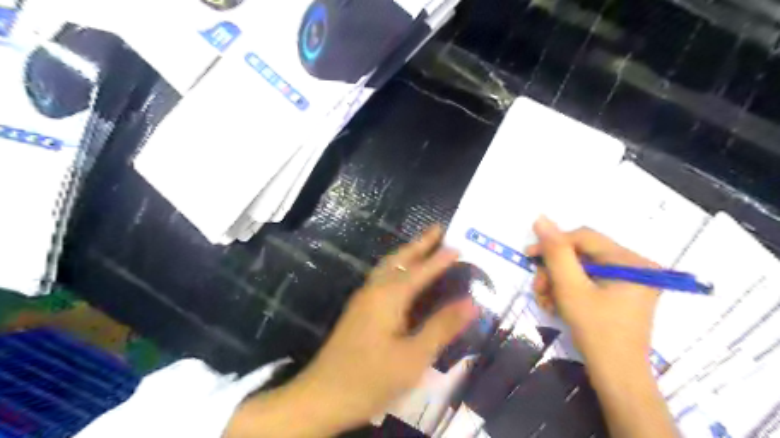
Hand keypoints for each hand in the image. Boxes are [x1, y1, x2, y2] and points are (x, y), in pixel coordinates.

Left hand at [284, 226, 474, 434]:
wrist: (321, 396)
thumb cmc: (371, 379)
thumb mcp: (414, 357)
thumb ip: (442, 327)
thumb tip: (472, 303)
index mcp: (388, 297)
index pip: (420, 271)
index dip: (440, 259)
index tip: (458, 245)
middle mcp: (374, 290)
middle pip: (399, 259)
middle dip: (419, 243)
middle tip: (437, 229)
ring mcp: (362, 299)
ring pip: (387, 266)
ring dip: (406, 253)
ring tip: (423, 246)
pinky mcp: (358, 311)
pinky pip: (381, 278)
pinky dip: (397, 268)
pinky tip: (402, 277)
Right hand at [527, 217, 659, 367]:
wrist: (617, 377)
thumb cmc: (597, 332)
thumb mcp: (571, 289)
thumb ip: (556, 252)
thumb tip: (541, 219)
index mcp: (631, 261)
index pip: (584, 237)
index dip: (553, 243)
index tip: (529, 256)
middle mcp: (634, 266)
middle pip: (581, 254)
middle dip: (554, 271)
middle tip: (539, 289)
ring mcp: (628, 281)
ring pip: (580, 268)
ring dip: (557, 282)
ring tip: (545, 301)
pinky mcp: (620, 293)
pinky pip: (587, 281)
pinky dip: (567, 291)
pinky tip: (556, 305)